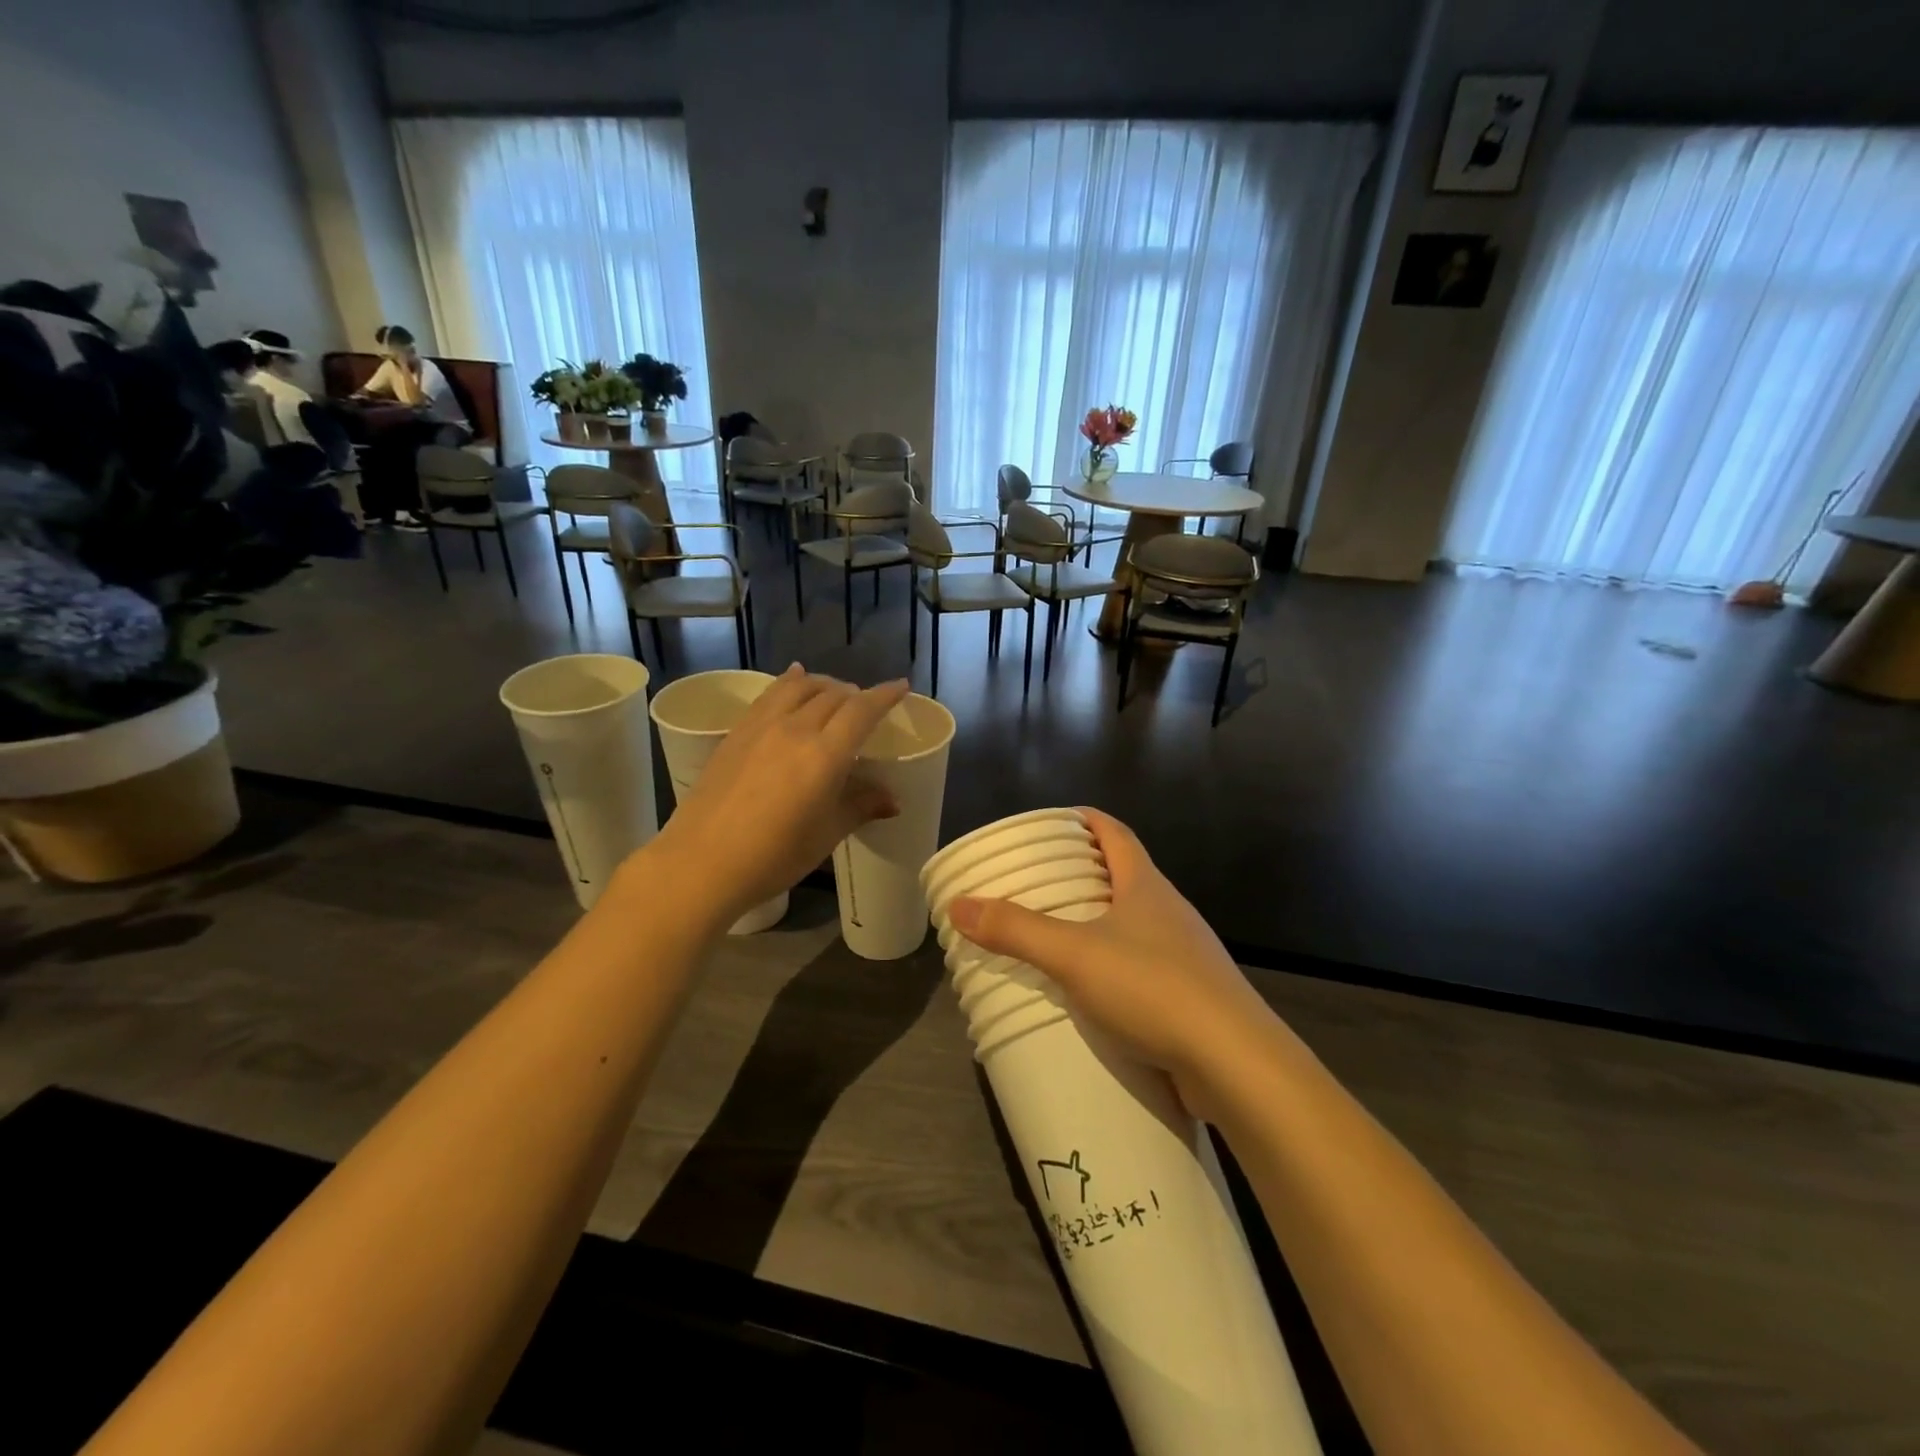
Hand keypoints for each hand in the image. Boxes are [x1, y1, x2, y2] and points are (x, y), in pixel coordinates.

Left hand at [641, 666, 908, 926]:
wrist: (702, 863)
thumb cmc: (774, 856)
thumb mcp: (826, 834)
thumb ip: (861, 807)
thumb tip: (893, 800)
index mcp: (825, 754)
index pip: (862, 710)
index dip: (885, 695)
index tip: (901, 687)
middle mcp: (795, 729)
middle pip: (833, 695)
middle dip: (856, 693)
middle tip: (866, 705)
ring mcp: (761, 727)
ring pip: (800, 687)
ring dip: (823, 683)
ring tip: (833, 691)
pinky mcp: (736, 732)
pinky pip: (770, 695)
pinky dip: (789, 682)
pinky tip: (793, 680)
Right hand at [947, 810, 1280, 1119]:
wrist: (1235, 1064)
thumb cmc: (1153, 988)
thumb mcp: (1073, 955)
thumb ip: (1015, 930)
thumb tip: (959, 904)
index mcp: (1146, 885)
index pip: (1116, 833)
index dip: (1087, 820)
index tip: (1055, 820)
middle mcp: (1169, 911)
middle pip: (1124, 874)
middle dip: (1084, 872)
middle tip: (1039, 881)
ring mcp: (1185, 954)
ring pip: (1134, 923)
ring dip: (1098, 921)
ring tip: (1056, 934)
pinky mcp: (1190, 995)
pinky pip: (1143, 965)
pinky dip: (1113, 964)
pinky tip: (1091, 989)